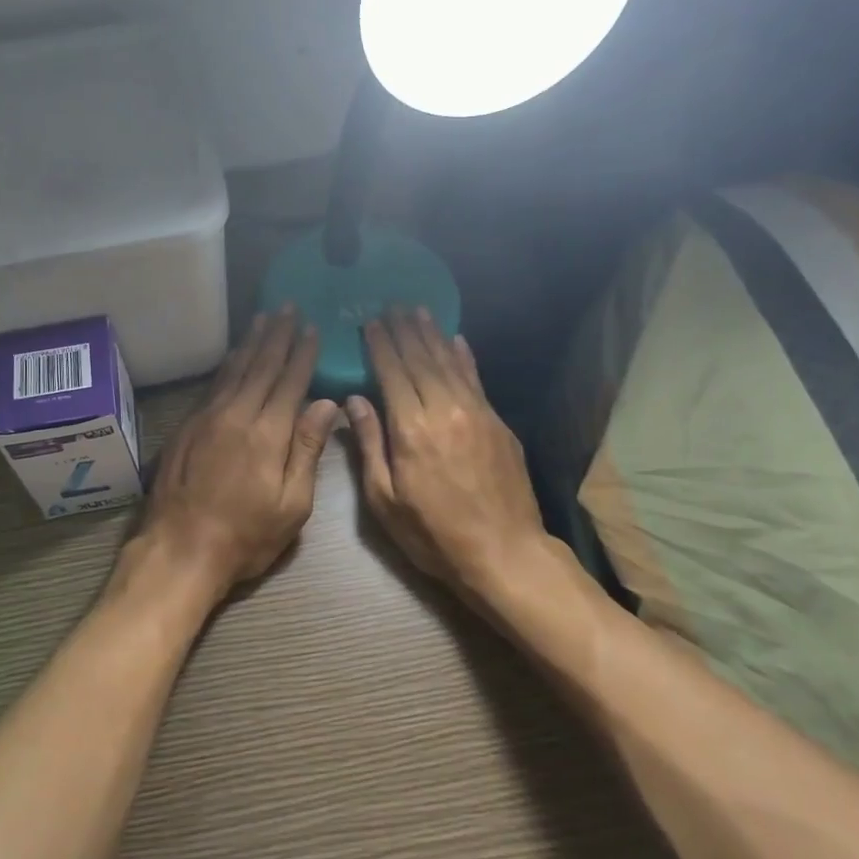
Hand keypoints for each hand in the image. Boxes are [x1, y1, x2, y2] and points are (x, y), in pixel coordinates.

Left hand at [121, 306, 338, 608]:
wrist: (180, 549)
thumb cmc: (246, 535)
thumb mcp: (292, 504)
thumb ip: (307, 449)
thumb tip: (326, 403)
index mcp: (268, 432)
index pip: (290, 381)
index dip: (302, 353)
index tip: (312, 328)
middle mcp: (237, 414)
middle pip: (261, 366)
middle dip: (277, 336)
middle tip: (287, 308)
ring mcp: (207, 417)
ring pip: (234, 369)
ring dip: (251, 342)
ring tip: (262, 319)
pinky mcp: (187, 426)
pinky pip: (214, 384)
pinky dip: (228, 364)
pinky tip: (234, 355)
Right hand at [346, 308, 548, 594]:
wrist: (504, 553)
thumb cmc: (434, 534)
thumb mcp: (385, 500)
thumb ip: (370, 445)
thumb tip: (354, 401)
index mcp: (411, 430)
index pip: (392, 373)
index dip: (379, 345)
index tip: (369, 322)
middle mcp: (444, 410)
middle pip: (420, 360)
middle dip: (404, 331)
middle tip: (392, 305)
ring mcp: (476, 413)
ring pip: (449, 363)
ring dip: (432, 335)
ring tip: (418, 311)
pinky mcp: (498, 423)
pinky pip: (476, 379)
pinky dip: (464, 357)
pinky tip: (456, 340)